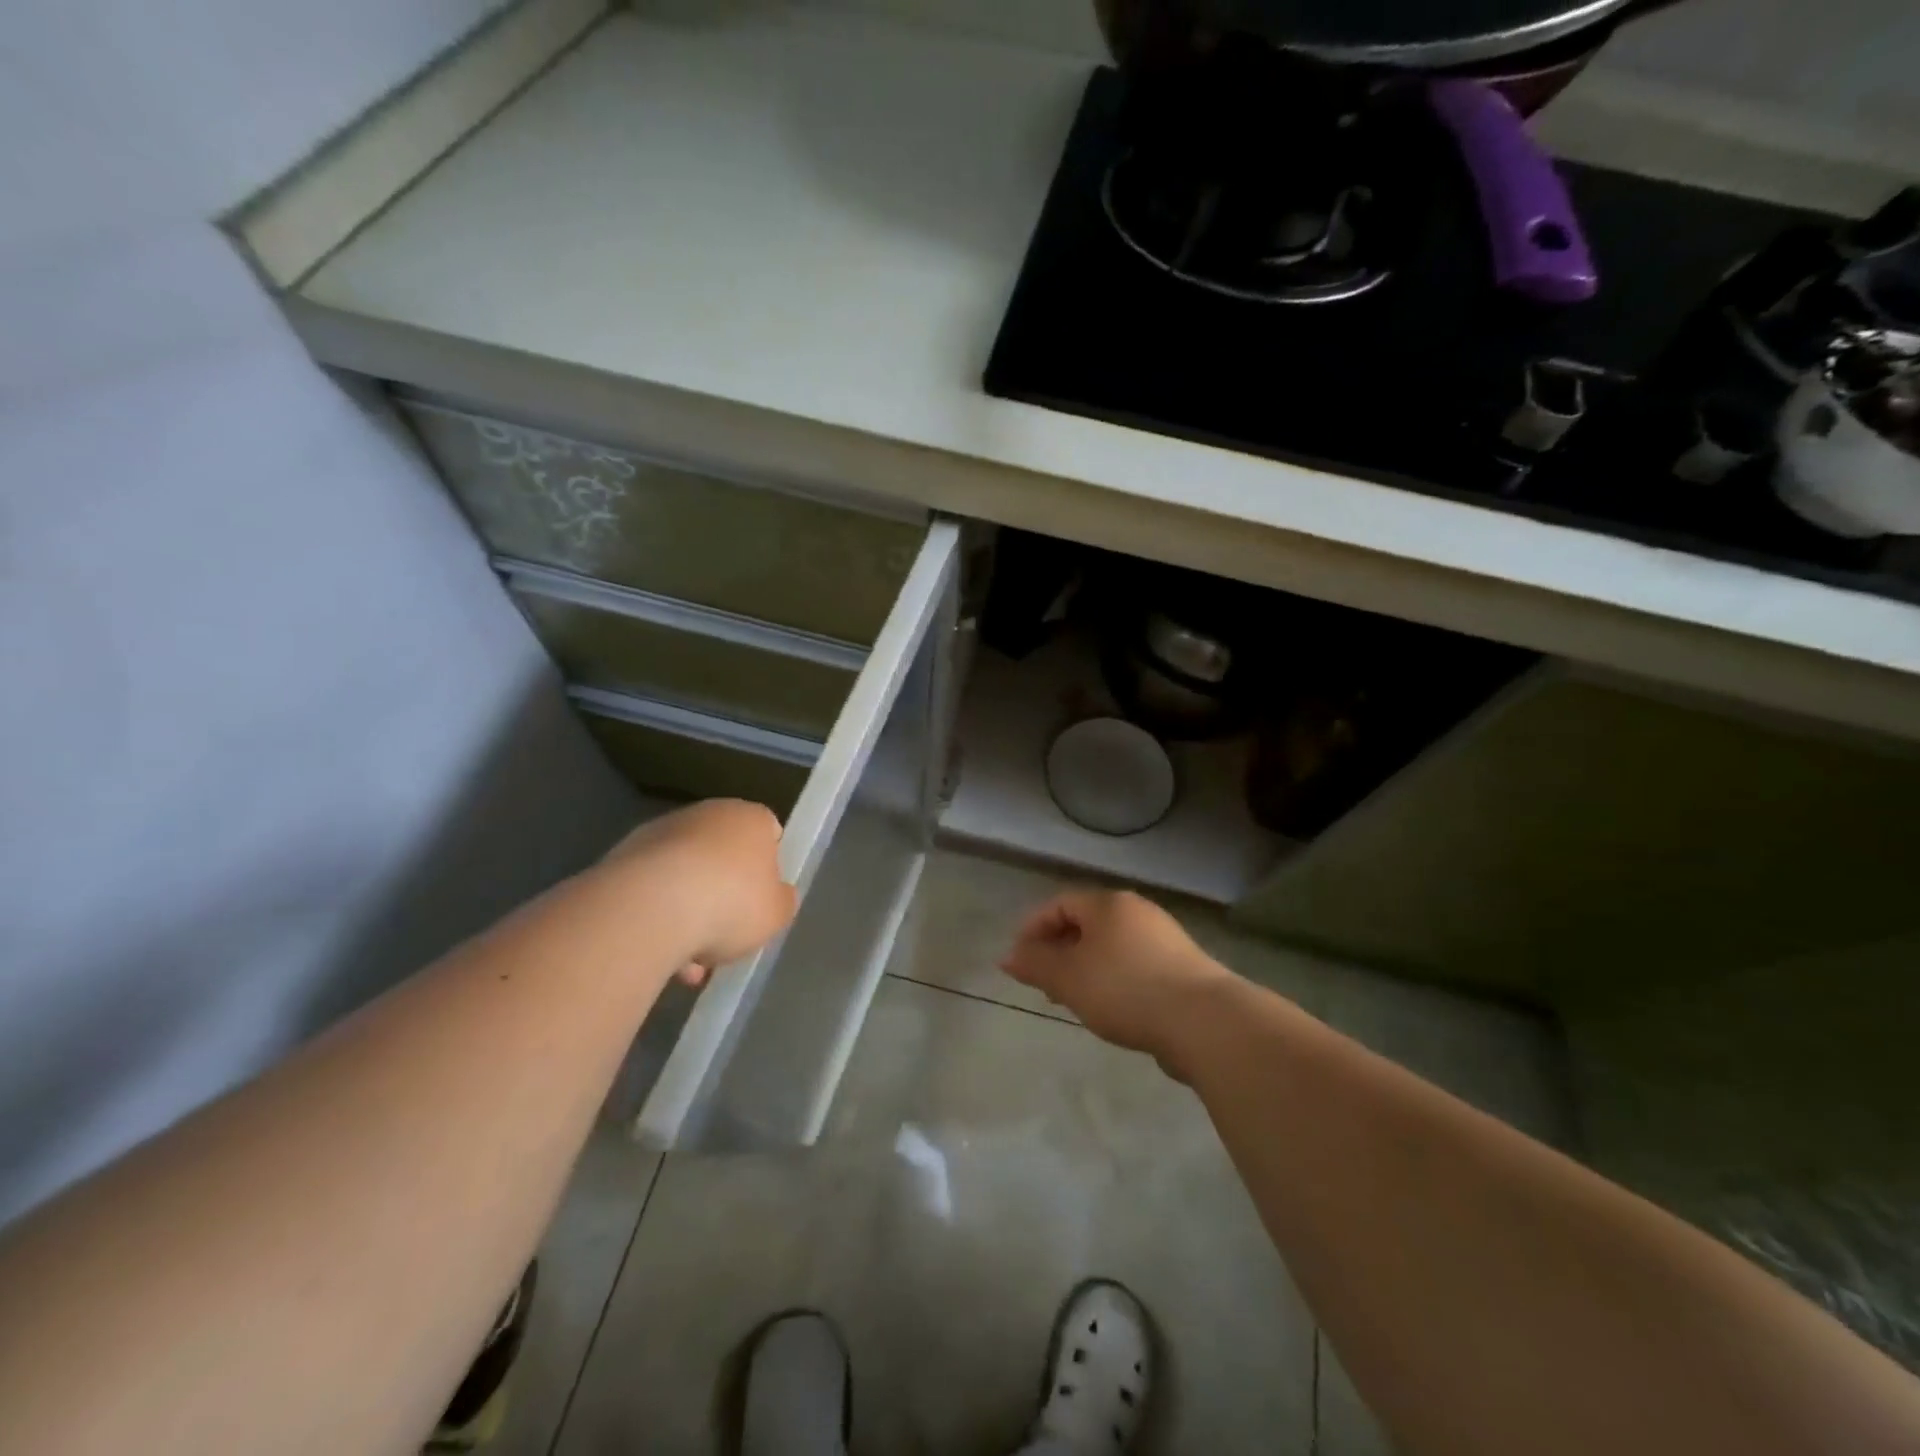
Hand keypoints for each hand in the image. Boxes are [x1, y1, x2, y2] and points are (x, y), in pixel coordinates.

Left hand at [605, 800, 796, 980]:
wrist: (648, 908)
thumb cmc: (730, 903)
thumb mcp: (777, 913)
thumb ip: (781, 901)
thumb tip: (775, 895)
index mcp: (749, 818)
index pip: (769, 833)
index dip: (770, 868)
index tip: (764, 900)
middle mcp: (705, 814)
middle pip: (722, 855)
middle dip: (724, 894)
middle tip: (727, 935)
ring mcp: (659, 834)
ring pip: (684, 876)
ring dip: (688, 913)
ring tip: (690, 964)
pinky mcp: (621, 858)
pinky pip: (651, 892)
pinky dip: (657, 920)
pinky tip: (660, 959)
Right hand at [1000, 889, 1234, 1074]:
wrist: (1204, 1020)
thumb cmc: (1125, 989)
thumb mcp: (1069, 977)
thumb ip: (1035, 964)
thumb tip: (1008, 956)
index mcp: (1108, 904)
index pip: (1060, 904)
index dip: (1033, 928)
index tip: (1019, 960)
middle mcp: (1137, 912)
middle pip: (1086, 924)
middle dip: (1058, 950)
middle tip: (1042, 982)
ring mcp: (1164, 938)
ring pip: (1110, 947)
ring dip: (1084, 968)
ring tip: (1072, 999)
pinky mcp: (1182, 968)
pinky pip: (1133, 965)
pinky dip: (1112, 979)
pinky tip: (1110, 1008)